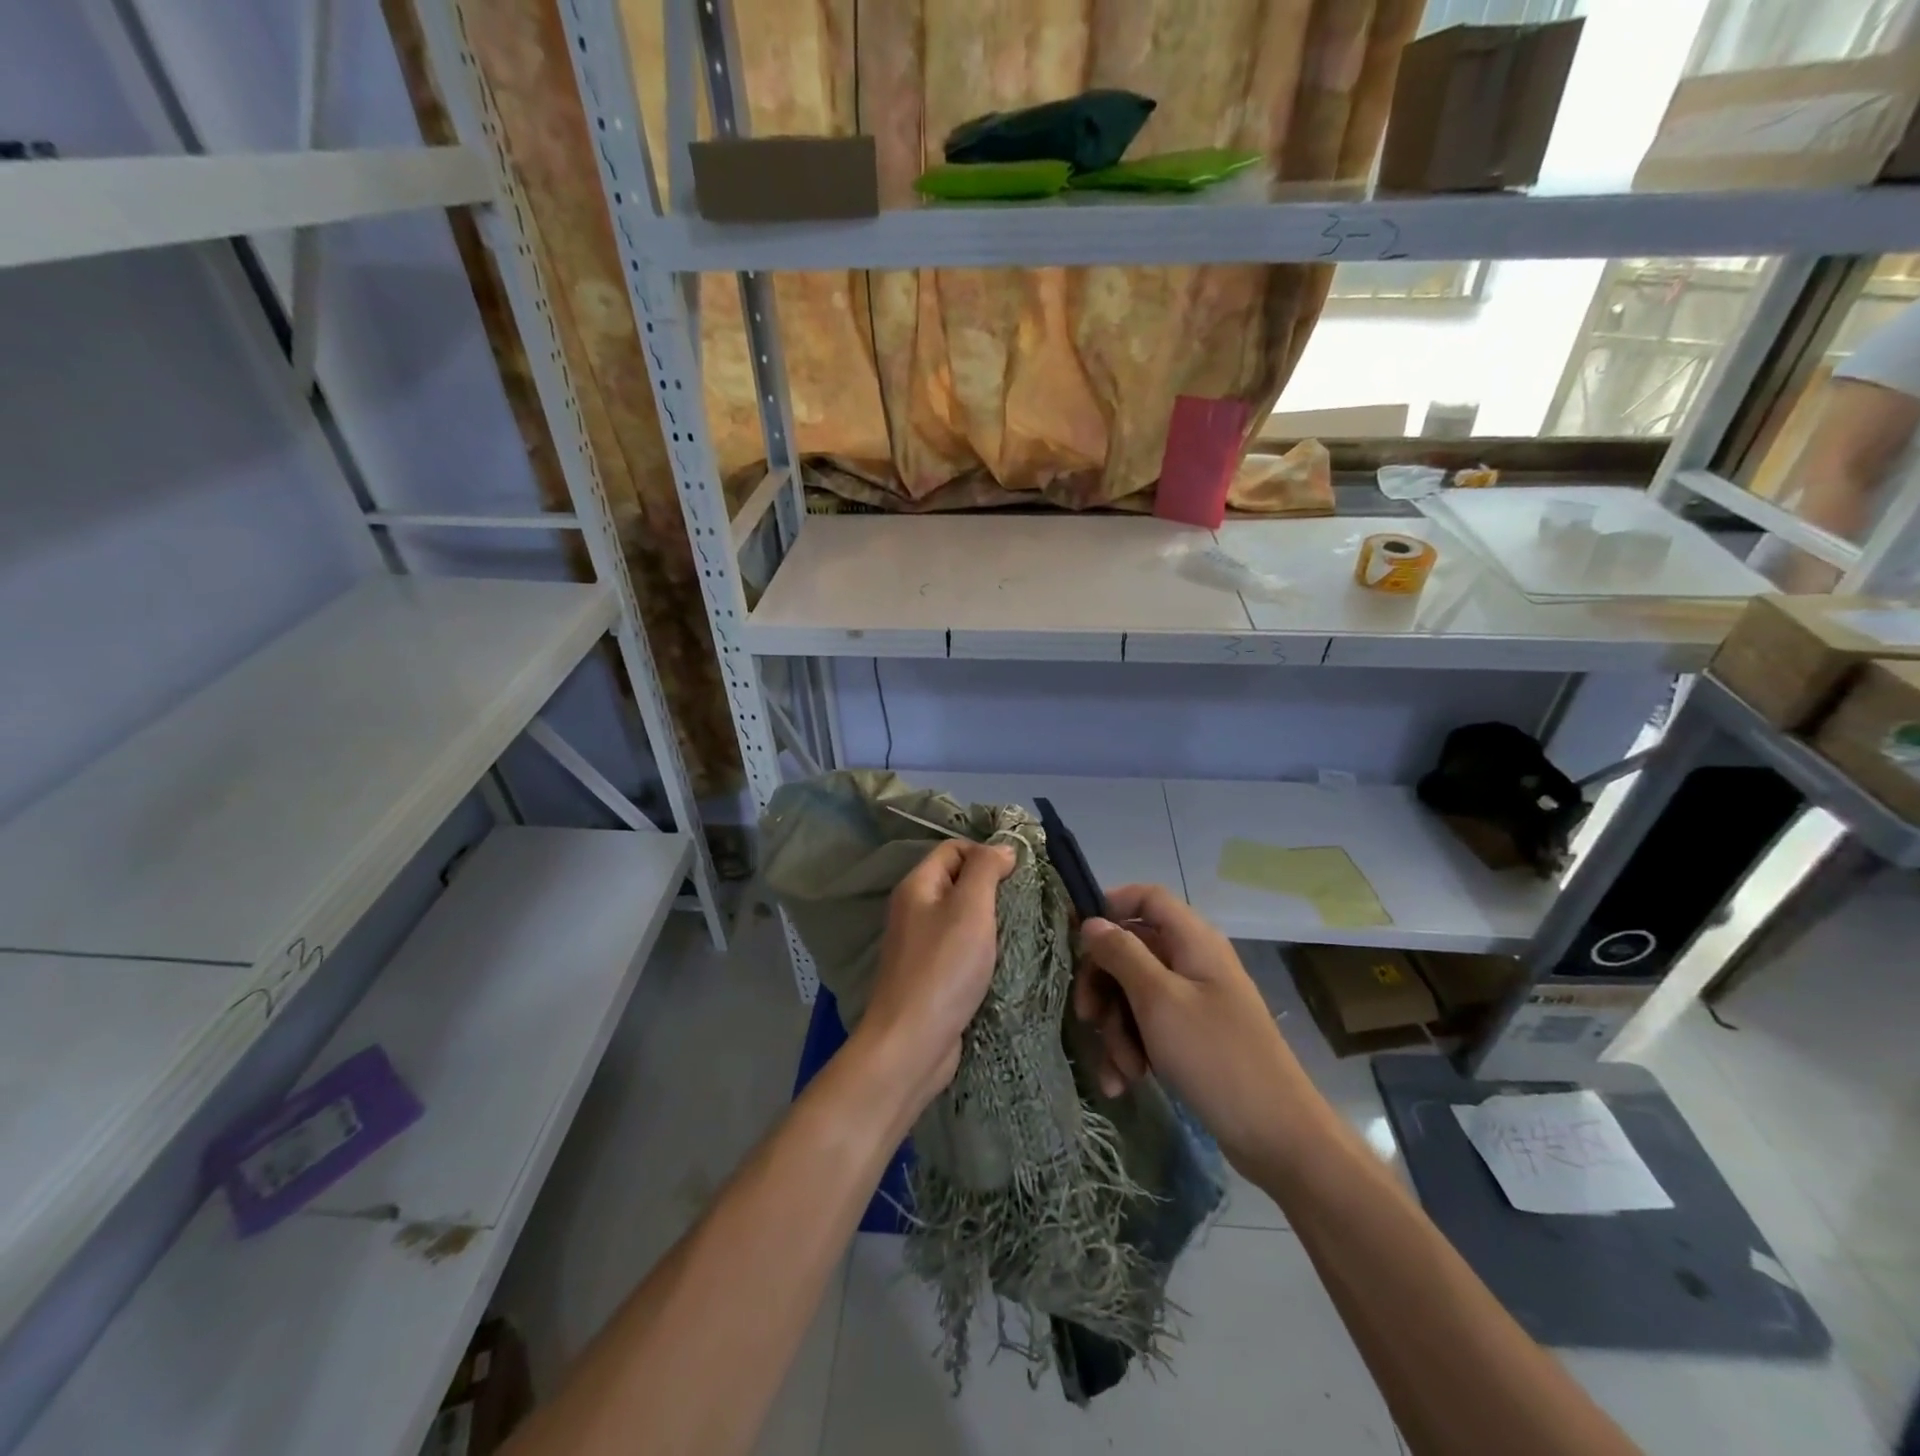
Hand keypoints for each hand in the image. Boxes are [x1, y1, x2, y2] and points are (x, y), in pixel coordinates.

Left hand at [856, 838, 1015, 1111]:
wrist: (912, 1043)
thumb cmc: (943, 968)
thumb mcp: (970, 908)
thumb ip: (985, 870)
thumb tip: (1001, 847)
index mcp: (917, 886)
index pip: (954, 848)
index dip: (986, 852)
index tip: (1021, 872)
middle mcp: (914, 909)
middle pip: (958, 881)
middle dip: (993, 887)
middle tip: (1028, 901)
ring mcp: (920, 944)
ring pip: (962, 917)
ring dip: (991, 920)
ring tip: (1023, 928)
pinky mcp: (931, 975)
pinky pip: (960, 948)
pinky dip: (983, 948)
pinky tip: (1005, 958)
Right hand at [1075, 885, 1306, 1177]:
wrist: (1277, 1136)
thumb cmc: (1215, 1055)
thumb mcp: (1158, 1000)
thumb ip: (1121, 954)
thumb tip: (1091, 922)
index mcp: (1193, 940)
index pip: (1146, 898)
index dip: (1109, 906)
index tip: (1075, 934)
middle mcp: (1193, 962)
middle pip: (1131, 951)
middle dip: (1104, 986)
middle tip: (1087, 1018)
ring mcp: (1194, 1001)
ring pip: (1134, 994)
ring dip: (1117, 1029)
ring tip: (1121, 1069)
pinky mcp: (1192, 1036)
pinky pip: (1148, 1028)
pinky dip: (1132, 1050)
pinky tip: (1124, 1083)